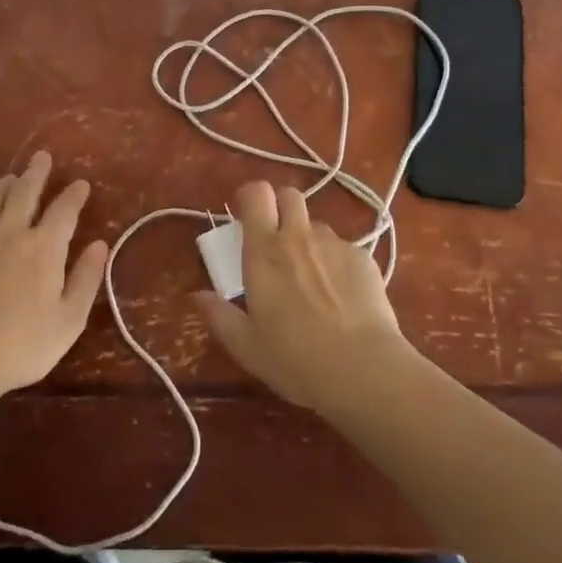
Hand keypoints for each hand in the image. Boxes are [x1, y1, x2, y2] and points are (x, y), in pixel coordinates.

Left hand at [0, 151, 109, 397]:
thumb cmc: (22, 344)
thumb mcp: (69, 319)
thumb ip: (86, 279)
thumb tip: (99, 245)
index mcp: (45, 247)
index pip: (64, 209)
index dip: (74, 194)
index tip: (81, 184)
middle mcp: (11, 232)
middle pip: (25, 191)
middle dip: (36, 172)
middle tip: (42, 157)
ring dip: (4, 185)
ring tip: (9, 179)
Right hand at [195, 181, 419, 413]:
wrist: (362, 369)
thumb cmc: (294, 358)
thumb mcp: (246, 345)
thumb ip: (218, 315)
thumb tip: (197, 295)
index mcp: (264, 251)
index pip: (256, 194)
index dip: (250, 197)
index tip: (246, 216)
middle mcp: (299, 236)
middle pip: (289, 195)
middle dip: (281, 207)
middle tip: (277, 240)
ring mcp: (335, 244)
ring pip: (317, 226)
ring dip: (309, 241)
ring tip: (313, 280)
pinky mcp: (364, 258)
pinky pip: (344, 249)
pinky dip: (337, 264)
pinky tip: (343, 297)